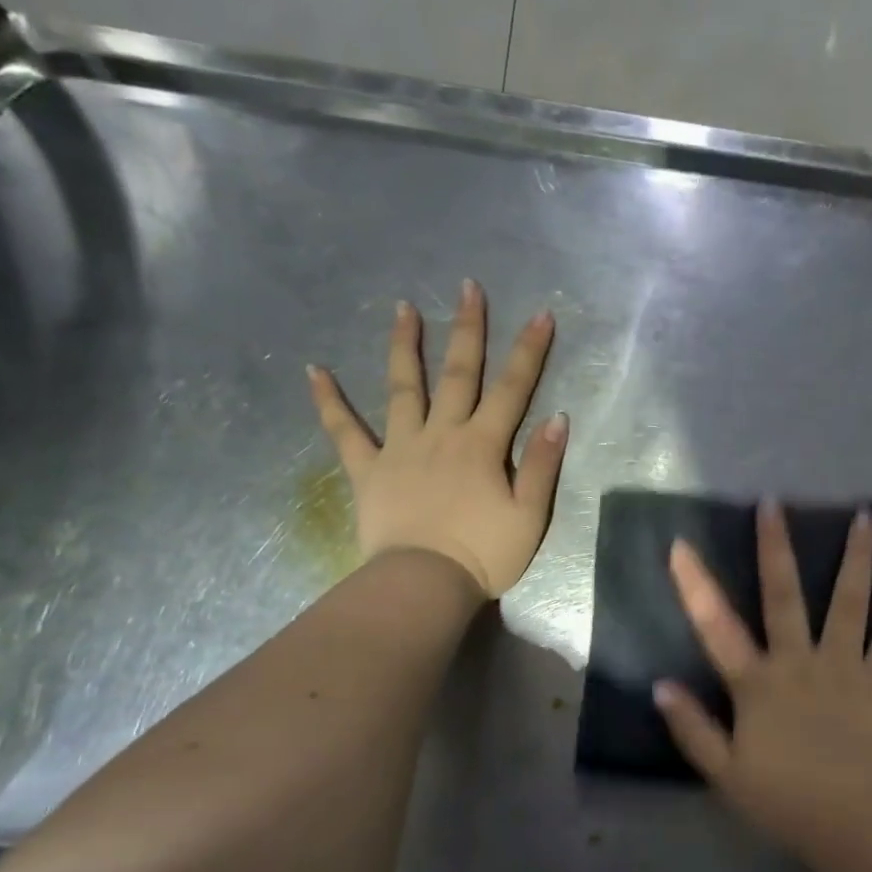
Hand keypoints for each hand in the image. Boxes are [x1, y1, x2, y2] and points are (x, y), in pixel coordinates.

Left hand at [307, 279, 566, 596]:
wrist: (424, 584)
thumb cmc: (484, 554)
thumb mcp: (529, 516)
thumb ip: (541, 465)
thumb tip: (556, 417)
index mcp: (483, 445)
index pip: (513, 389)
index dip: (529, 351)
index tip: (540, 313)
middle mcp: (442, 434)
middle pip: (458, 374)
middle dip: (468, 329)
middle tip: (468, 287)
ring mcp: (400, 448)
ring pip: (403, 388)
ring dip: (405, 346)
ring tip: (403, 308)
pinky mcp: (368, 470)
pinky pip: (345, 431)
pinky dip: (329, 401)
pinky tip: (314, 370)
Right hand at [654, 501, 871, 849]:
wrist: (854, 823)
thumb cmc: (784, 801)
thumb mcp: (724, 773)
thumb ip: (692, 728)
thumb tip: (660, 686)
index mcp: (757, 683)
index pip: (716, 626)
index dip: (695, 585)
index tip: (681, 545)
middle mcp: (798, 661)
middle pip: (783, 596)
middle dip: (774, 547)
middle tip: (772, 503)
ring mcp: (842, 666)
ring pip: (848, 602)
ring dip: (855, 557)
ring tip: (864, 515)